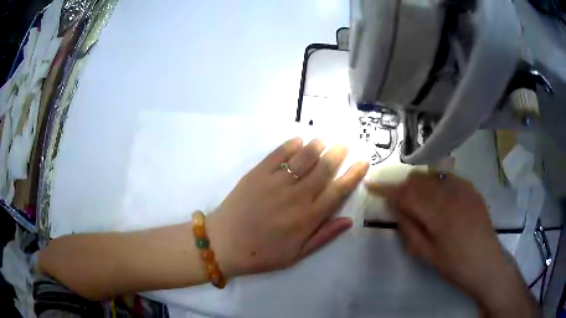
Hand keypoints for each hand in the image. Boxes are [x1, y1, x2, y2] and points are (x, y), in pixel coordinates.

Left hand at [208, 137, 368, 277]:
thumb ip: (323, 236)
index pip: (338, 191)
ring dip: (316, 146)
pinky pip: (277, 155)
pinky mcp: (256, 174)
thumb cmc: (261, 254)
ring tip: (324, 140)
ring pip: (303, 158)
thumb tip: (349, 221)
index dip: (353, 174)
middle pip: (323, 169)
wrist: (223, 244)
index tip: (363, 161)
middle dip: (338, 154)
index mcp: (307, 218)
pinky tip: (299, 140)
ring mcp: (275, 183)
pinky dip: (290, 145)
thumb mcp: (296, 254)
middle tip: (345, 144)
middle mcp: (295, 197)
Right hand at [367, 172, 538, 316]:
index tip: (372, 186)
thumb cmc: (455, 266)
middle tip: (399, 203)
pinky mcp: (472, 189)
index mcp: (439, 214)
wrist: (487, 264)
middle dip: (404, 187)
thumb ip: (410, 228)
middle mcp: (452, 194)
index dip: (387, 189)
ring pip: (433, 175)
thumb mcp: (428, 254)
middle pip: (418, 179)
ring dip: (419, 185)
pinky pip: (448, 178)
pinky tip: (439, 200)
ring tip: (419, 202)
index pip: (407, 193)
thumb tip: (395, 207)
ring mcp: (464, 189)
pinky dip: (437, 184)